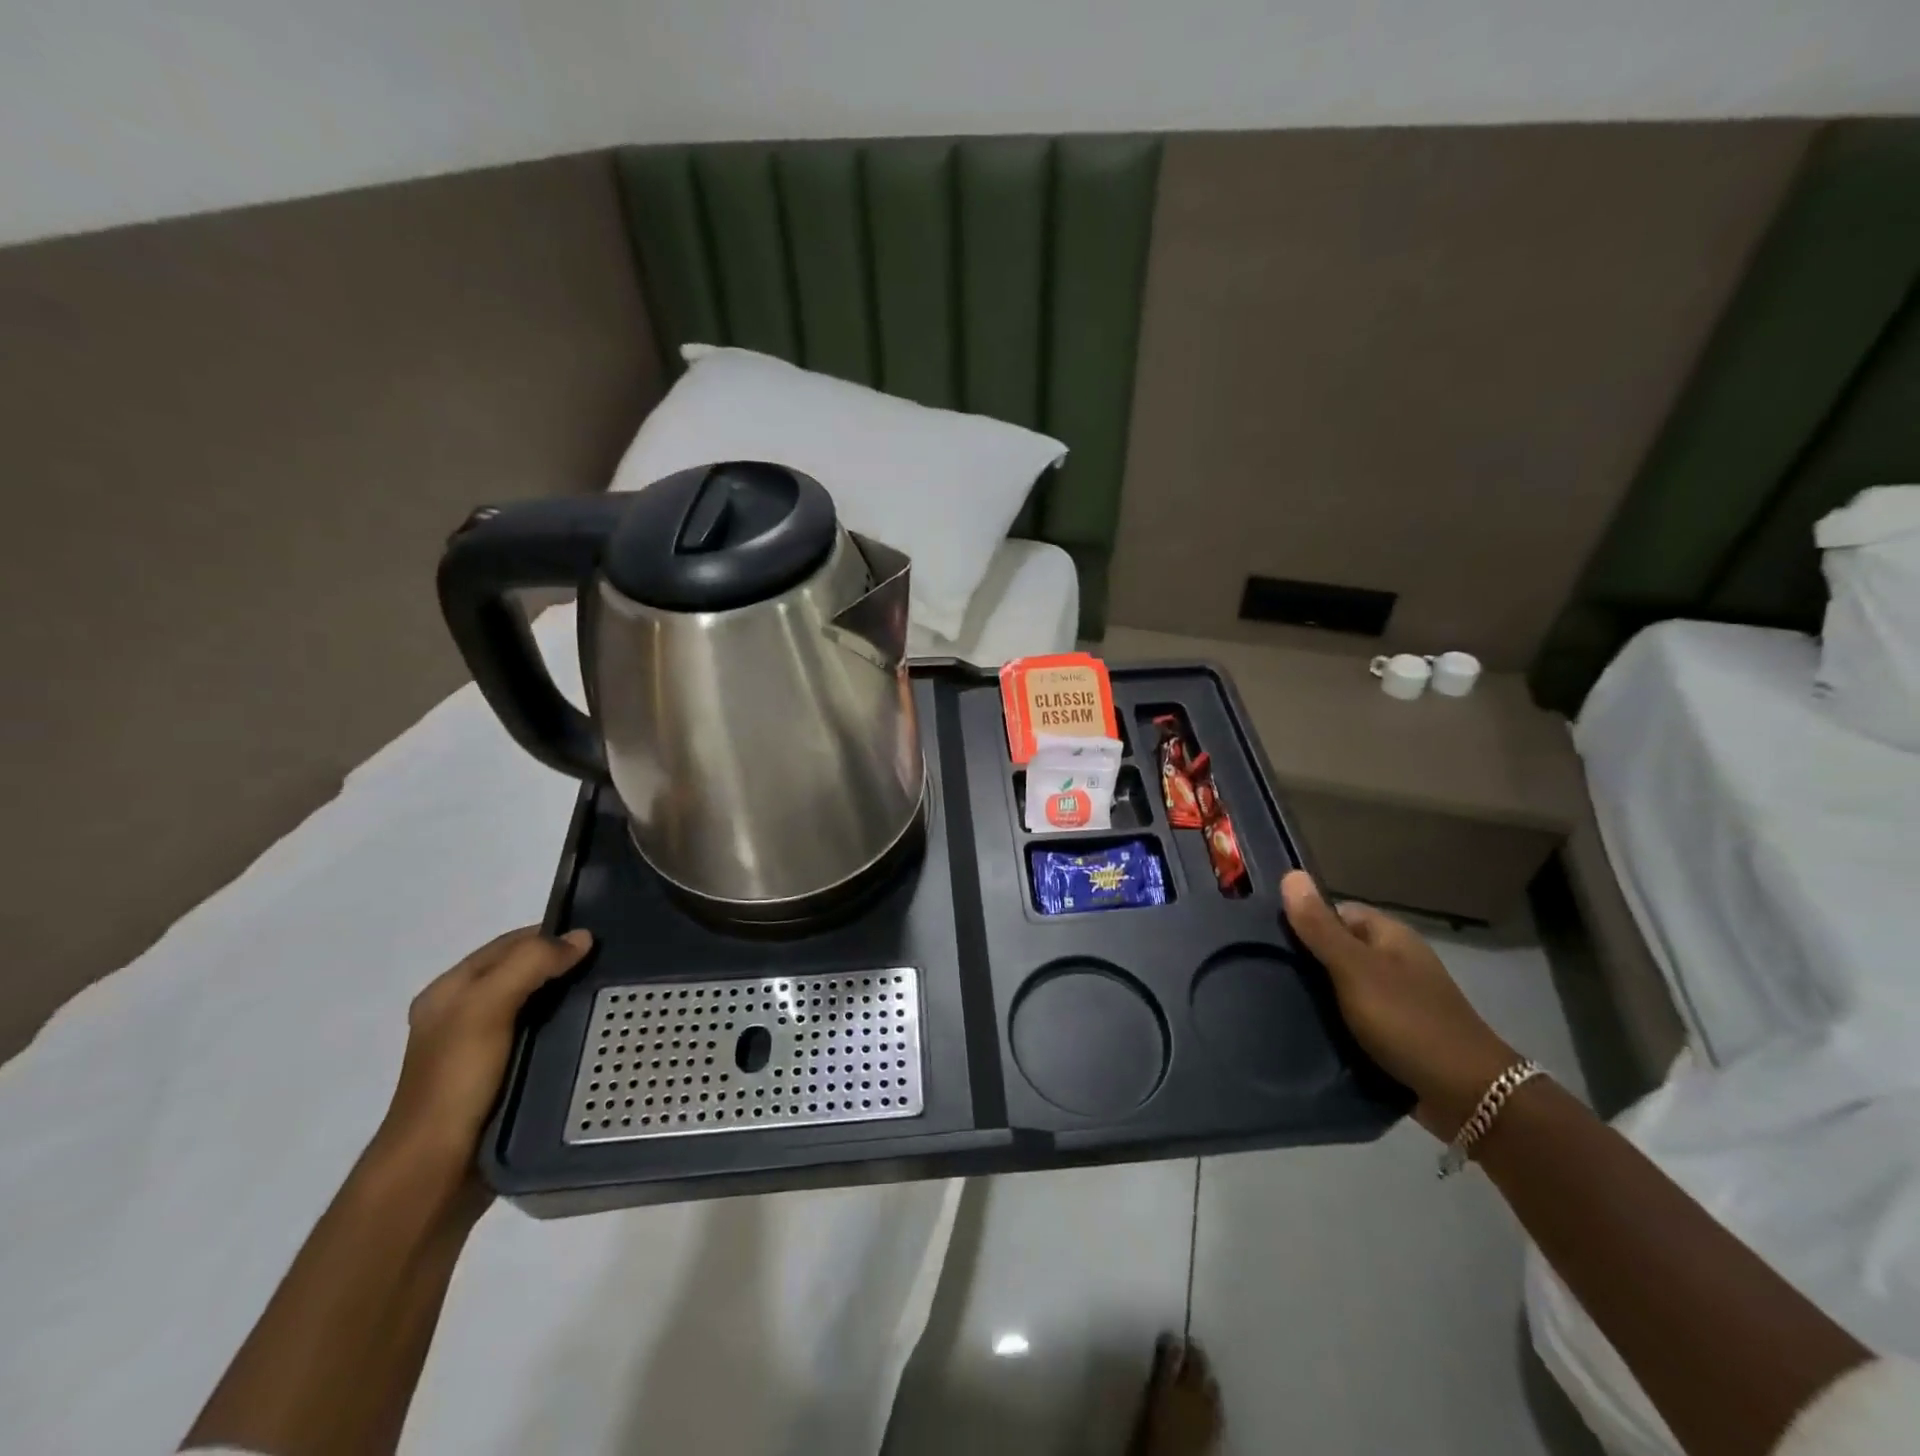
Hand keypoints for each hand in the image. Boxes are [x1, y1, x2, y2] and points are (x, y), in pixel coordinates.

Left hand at [374, 927, 593, 1174]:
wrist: (436, 1171)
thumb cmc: (456, 1081)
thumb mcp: (486, 1008)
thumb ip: (530, 965)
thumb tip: (582, 938)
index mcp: (450, 992)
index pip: (508, 945)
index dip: (549, 935)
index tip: (597, 937)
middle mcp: (464, 1015)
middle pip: (523, 973)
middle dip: (563, 965)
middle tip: (612, 964)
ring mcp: (483, 1049)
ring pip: (536, 1006)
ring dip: (568, 998)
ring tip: (611, 995)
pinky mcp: (504, 1077)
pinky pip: (542, 1038)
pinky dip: (566, 1030)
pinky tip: (592, 1032)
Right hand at [1280, 871, 1516, 1138]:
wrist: (1468, 1097)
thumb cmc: (1409, 1021)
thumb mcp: (1355, 969)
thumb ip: (1320, 927)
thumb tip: (1290, 874)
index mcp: (1390, 936)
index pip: (1335, 912)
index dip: (1303, 920)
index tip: (1268, 939)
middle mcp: (1395, 961)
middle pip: (1337, 948)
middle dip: (1305, 961)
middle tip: (1265, 973)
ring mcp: (1397, 999)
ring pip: (1342, 986)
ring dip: (1316, 996)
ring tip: (1275, 1004)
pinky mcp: (1395, 1034)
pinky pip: (1353, 1018)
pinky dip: (1332, 1024)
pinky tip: (1306, 1032)